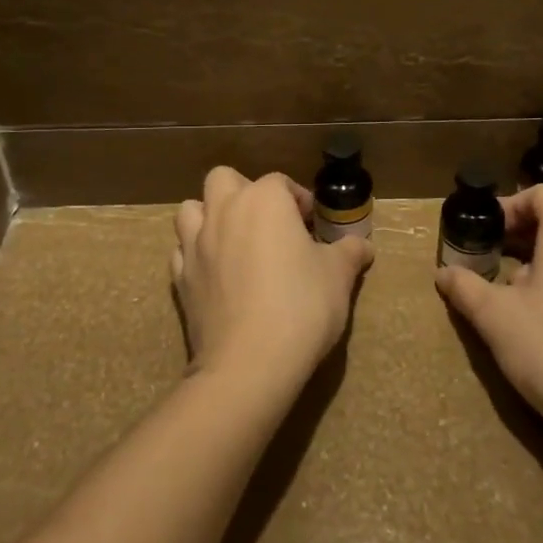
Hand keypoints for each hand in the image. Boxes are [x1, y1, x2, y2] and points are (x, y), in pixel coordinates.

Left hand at [173, 167, 373, 398]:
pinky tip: (215, 273)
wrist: (250, 363)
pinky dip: (195, 254)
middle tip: (268, 223)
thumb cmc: (302, 306)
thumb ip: (350, 252)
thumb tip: (363, 245)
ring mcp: (195, 244)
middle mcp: (224, 211)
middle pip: (224, 179)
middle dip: (244, 192)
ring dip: (209, 216)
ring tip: (234, 240)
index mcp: (263, 200)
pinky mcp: (179, 278)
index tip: (313, 225)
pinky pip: (181, 251)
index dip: (299, 200)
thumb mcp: (339, 276)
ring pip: (191, 209)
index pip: (280, 182)